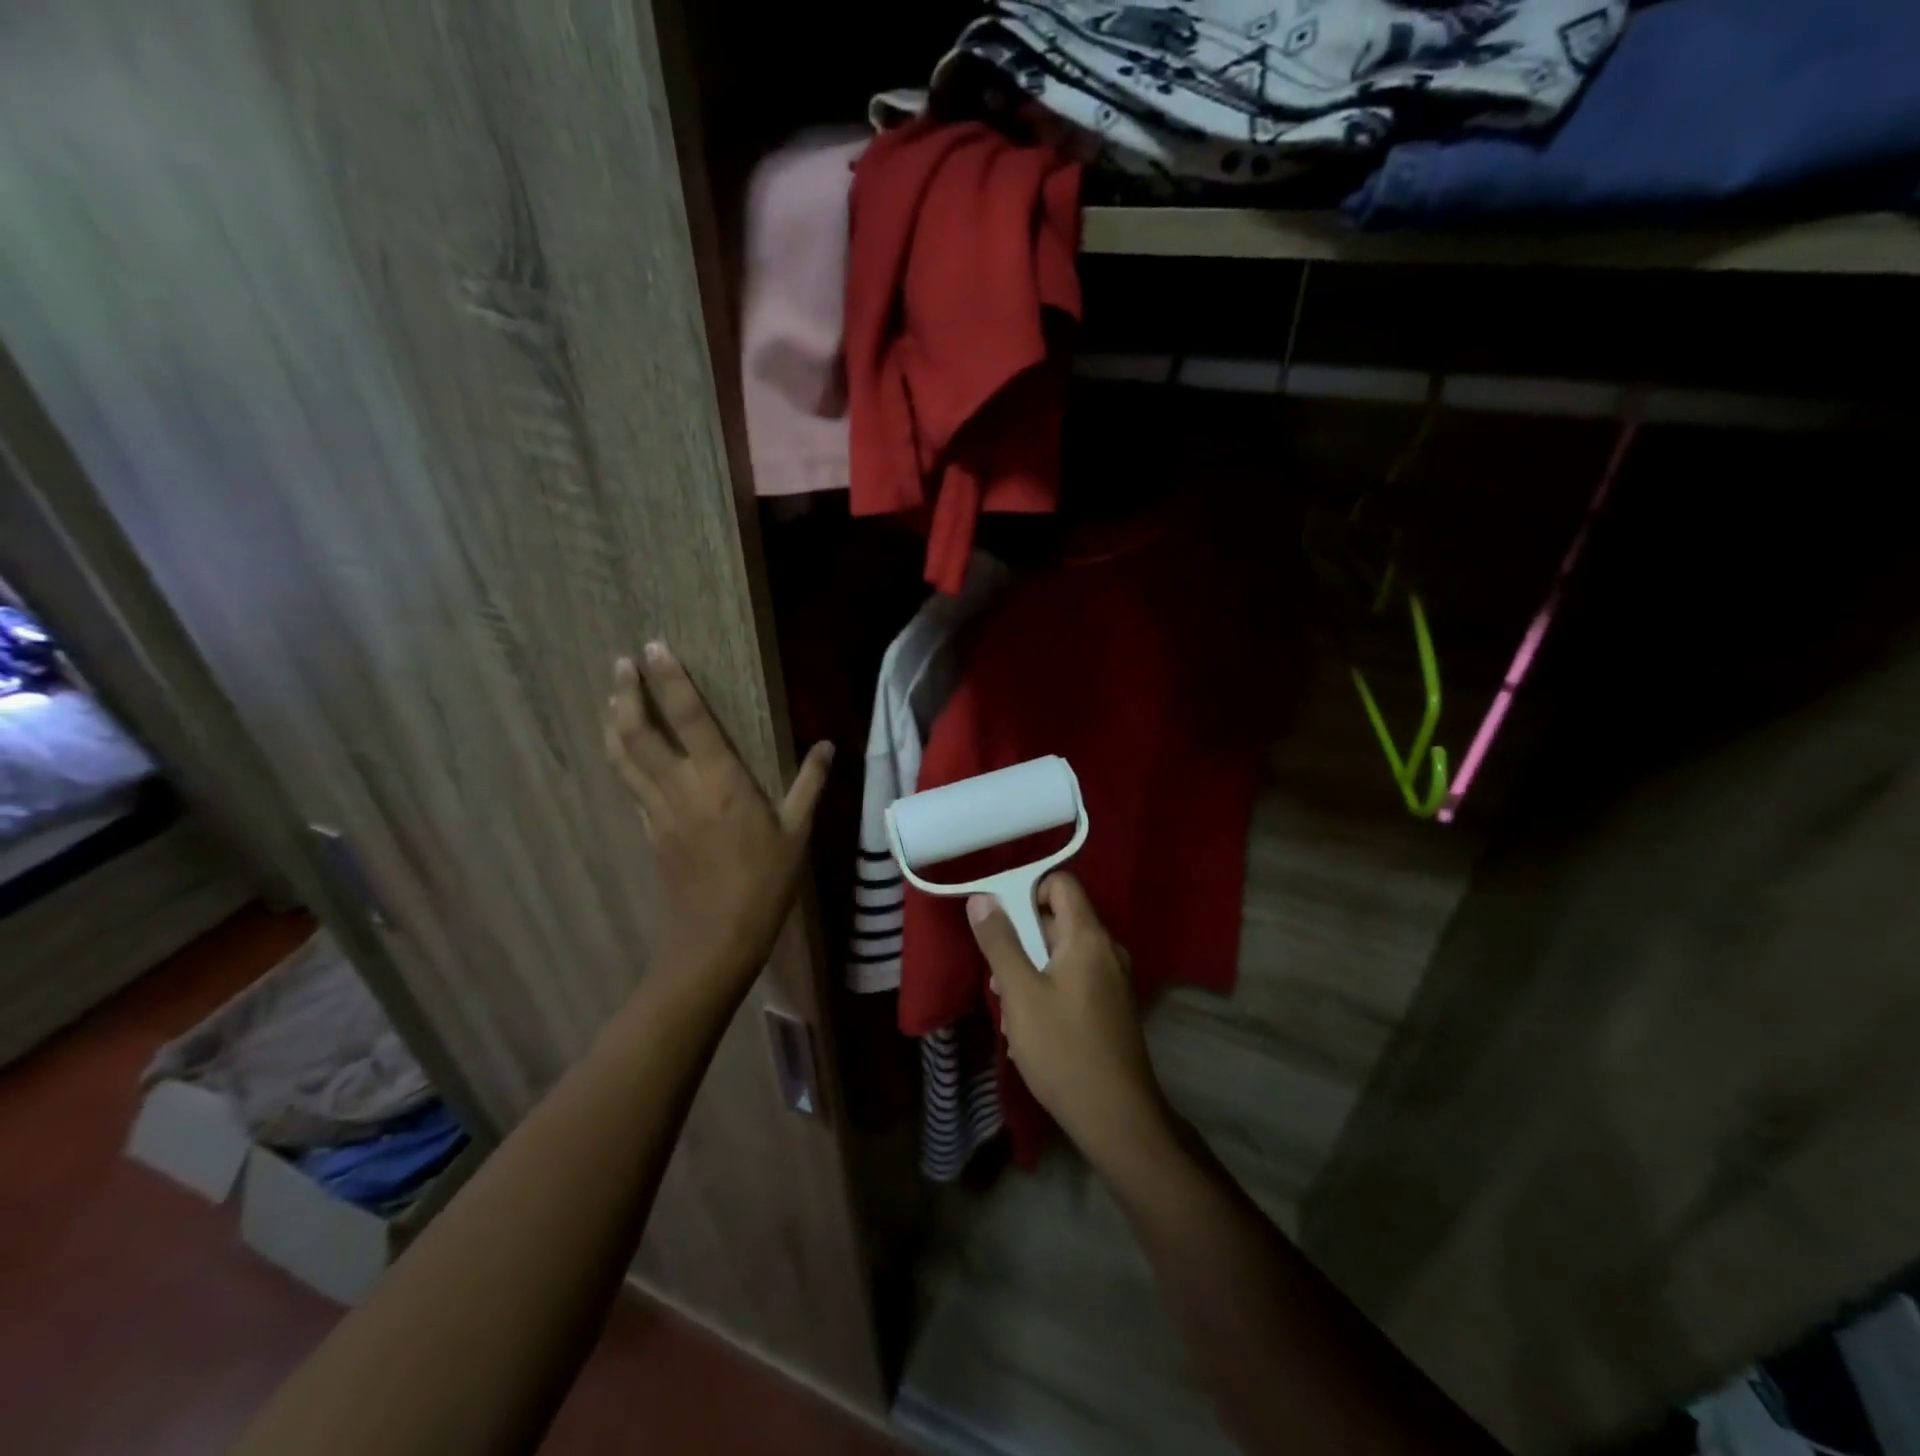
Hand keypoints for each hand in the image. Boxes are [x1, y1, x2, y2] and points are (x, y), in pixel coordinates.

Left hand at [604, 643, 831, 985]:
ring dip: (615, 721)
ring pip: (624, 757)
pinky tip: (623, 750)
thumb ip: (810, 784)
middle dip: (628, 693)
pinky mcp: (649, 830)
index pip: (689, 719)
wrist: (717, 937)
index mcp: (720, 781)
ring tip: (612, 696)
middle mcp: (680, 787)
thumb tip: (827, 746)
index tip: (654, 649)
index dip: (670, 681)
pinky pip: (629, 783)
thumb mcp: (797, 832)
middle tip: (622, 663)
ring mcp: (658, 810)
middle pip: (638, 732)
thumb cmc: (764, 882)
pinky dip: (621, 757)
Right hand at [967, 874, 1172, 1169]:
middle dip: (1021, 938)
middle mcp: (1106, 949)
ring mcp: (1112, 979)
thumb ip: (1000, 942)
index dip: (1027, 889)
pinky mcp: (1111, 1006)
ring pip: (1062, 953)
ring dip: (1030, 969)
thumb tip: (982, 898)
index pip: (1061, 883)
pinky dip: (1048, 988)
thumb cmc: (1063, 1049)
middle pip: (1058, 918)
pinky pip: (1074, 978)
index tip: (999, 919)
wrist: (1117, 1118)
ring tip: (1009, 1008)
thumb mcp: (1020, 993)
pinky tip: (1030, 1027)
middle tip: (997, 976)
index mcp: (1088, 936)